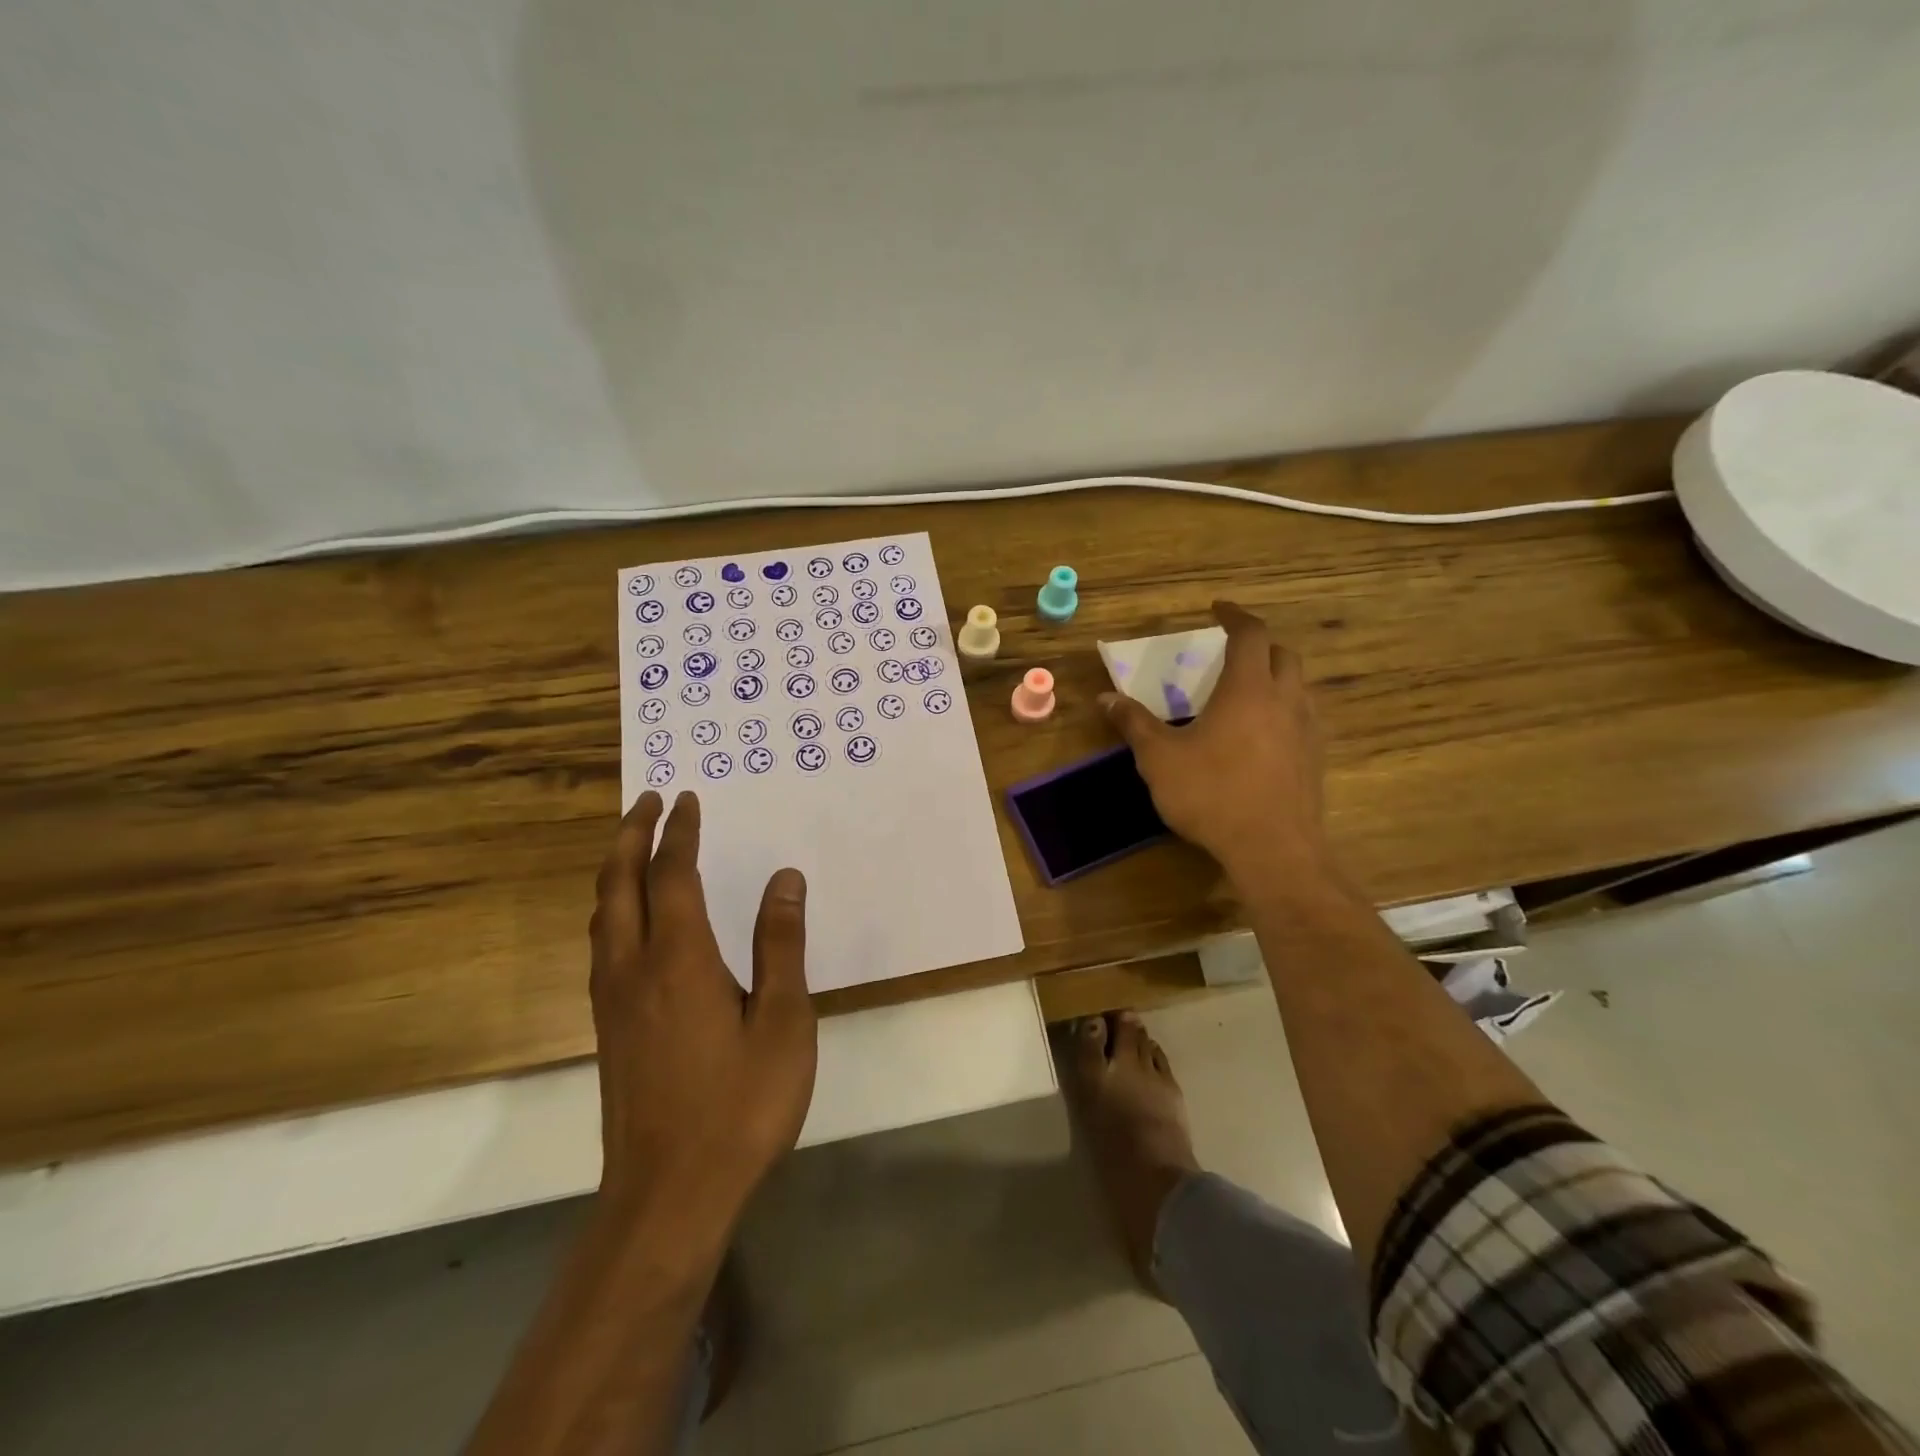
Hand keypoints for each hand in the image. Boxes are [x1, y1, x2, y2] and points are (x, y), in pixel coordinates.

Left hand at [588, 790, 816, 1223]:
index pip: (673, 875)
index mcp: (679, 959)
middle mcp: (634, 968)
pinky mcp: (608, 1028)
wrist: (670, 1194)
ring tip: (633, 846)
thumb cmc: (740, 1103)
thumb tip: (785, 878)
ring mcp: (613, 1000)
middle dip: (631, 835)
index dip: (680, 833)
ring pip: (602, 914)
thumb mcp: (783, 1021)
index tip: (688, 800)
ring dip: (615, 869)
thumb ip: (781, 945)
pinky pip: (603, 943)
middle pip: (619, 884)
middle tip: (648, 801)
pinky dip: (612, 907)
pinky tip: (628, 920)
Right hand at [1102, 602, 1329, 884]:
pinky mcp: (1314, 760)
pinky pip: (1303, 718)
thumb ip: (1134, 723)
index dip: (1235, 615)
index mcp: (1247, 689)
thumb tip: (1105, 698)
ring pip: (1298, 687)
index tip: (1218, 609)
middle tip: (1231, 653)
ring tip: (1246, 692)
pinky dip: (1284, 710)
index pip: (1250, 634)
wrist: (1273, 849)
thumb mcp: (1160, 759)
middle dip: (1259, 645)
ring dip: (1275, 677)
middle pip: (1283, 655)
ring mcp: (1306, 730)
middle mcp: (1284, 700)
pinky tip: (1262, 735)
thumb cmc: (1212, 794)